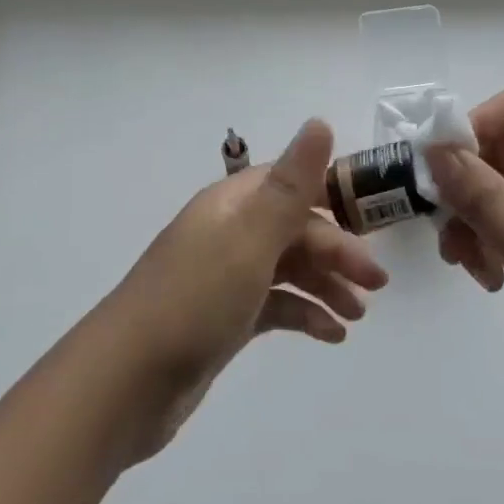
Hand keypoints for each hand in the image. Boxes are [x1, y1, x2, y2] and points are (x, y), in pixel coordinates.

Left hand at [95, 120, 387, 459]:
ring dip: (326, 285)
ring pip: (287, 268)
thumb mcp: (250, 238)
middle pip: (294, 229)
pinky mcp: (224, 318)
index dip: (333, 199)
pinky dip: (304, 314)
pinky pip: (274, 305)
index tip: (372, 224)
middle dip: (337, 251)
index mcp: (231, 204)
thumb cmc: (195, 300)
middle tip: (376, 284)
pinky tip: (331, 335)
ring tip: (358, 314)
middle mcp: (228, 233)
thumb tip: (321, 121)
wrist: (126, 383)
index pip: (291, 186)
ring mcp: (225, 277)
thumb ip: (290, 185)